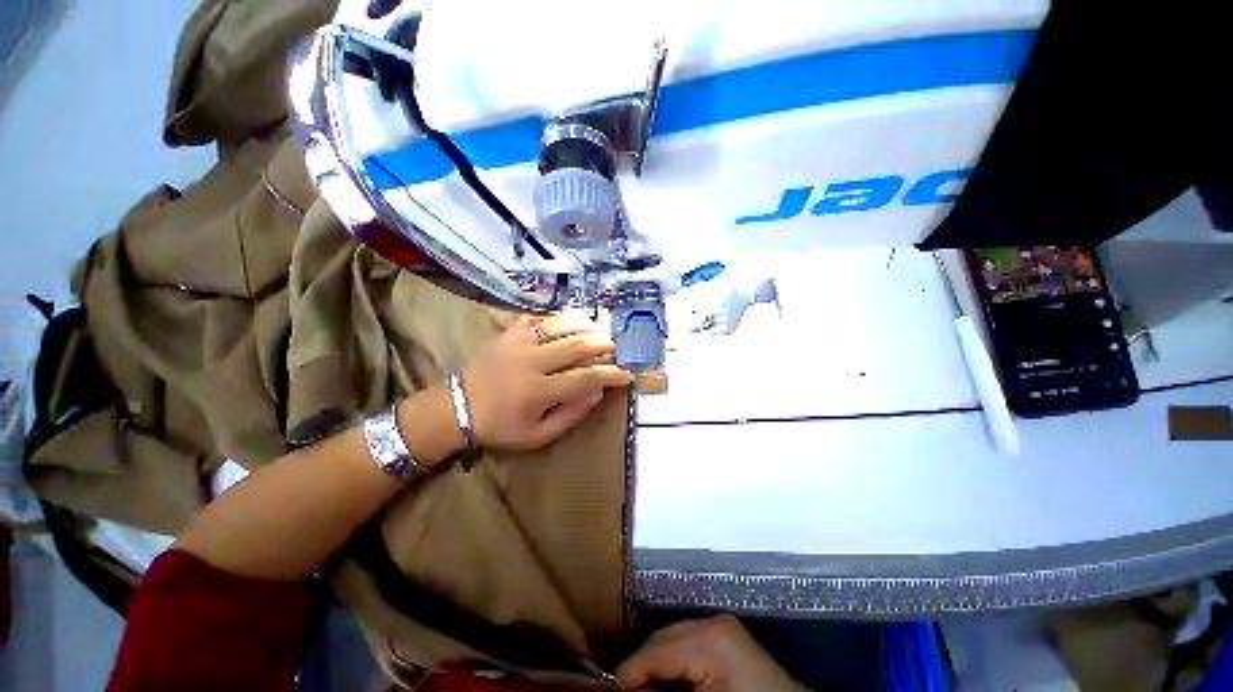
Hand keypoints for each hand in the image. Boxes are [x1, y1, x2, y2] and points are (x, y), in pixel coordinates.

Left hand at [462, 313, 633, 451]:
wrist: (459, 407)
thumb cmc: (501, 426)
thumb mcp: (537, 435)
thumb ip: (570, 416)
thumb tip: (597, 393)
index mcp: (538, 391)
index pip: (584, 379)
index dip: (610, 374)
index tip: (627, 373)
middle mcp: (530, 362)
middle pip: (575, 347)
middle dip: (601, 345)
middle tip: (616, 346)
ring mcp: (518, 343)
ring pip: (558, 326)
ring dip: (583, 325)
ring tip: (599, 327)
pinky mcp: (508, 334)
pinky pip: (537, 319)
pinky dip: (557, 317)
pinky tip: (571, 318)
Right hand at [618, 616, 810, 691]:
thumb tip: (624, 686)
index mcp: (708, 638)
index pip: (654, 649)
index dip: (630, 673)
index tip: (611, 689)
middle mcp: (712, 621)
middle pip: (660, 638)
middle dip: (643, 667)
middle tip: (629, 690)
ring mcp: (721, 625)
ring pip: (672, 638)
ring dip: (657, 664)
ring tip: (647, 687)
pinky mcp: (726, 635)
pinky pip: (687, 642)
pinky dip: (675, 662)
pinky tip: (670, 682)